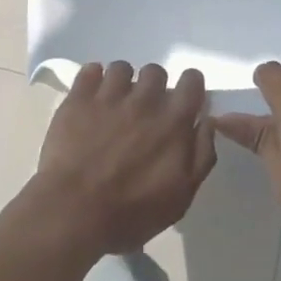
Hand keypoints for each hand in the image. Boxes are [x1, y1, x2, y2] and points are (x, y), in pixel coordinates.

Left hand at [29, 62, 216, 255]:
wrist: (74, 211)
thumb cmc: (131, 212)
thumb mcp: (181, 197)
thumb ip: (201, 155)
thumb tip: (207, 122)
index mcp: (173, 121)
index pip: (192, 81)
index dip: (189, 86)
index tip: (182, 100)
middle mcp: (145, 99)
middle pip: (156, 71)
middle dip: (153, 86)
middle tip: (144, 110)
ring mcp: (109, 95)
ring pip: (122, 68)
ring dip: (122, 82)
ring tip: (114, 104)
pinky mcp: (79, 97)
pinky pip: (90, 70)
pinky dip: (93, 78)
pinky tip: (91, 96)